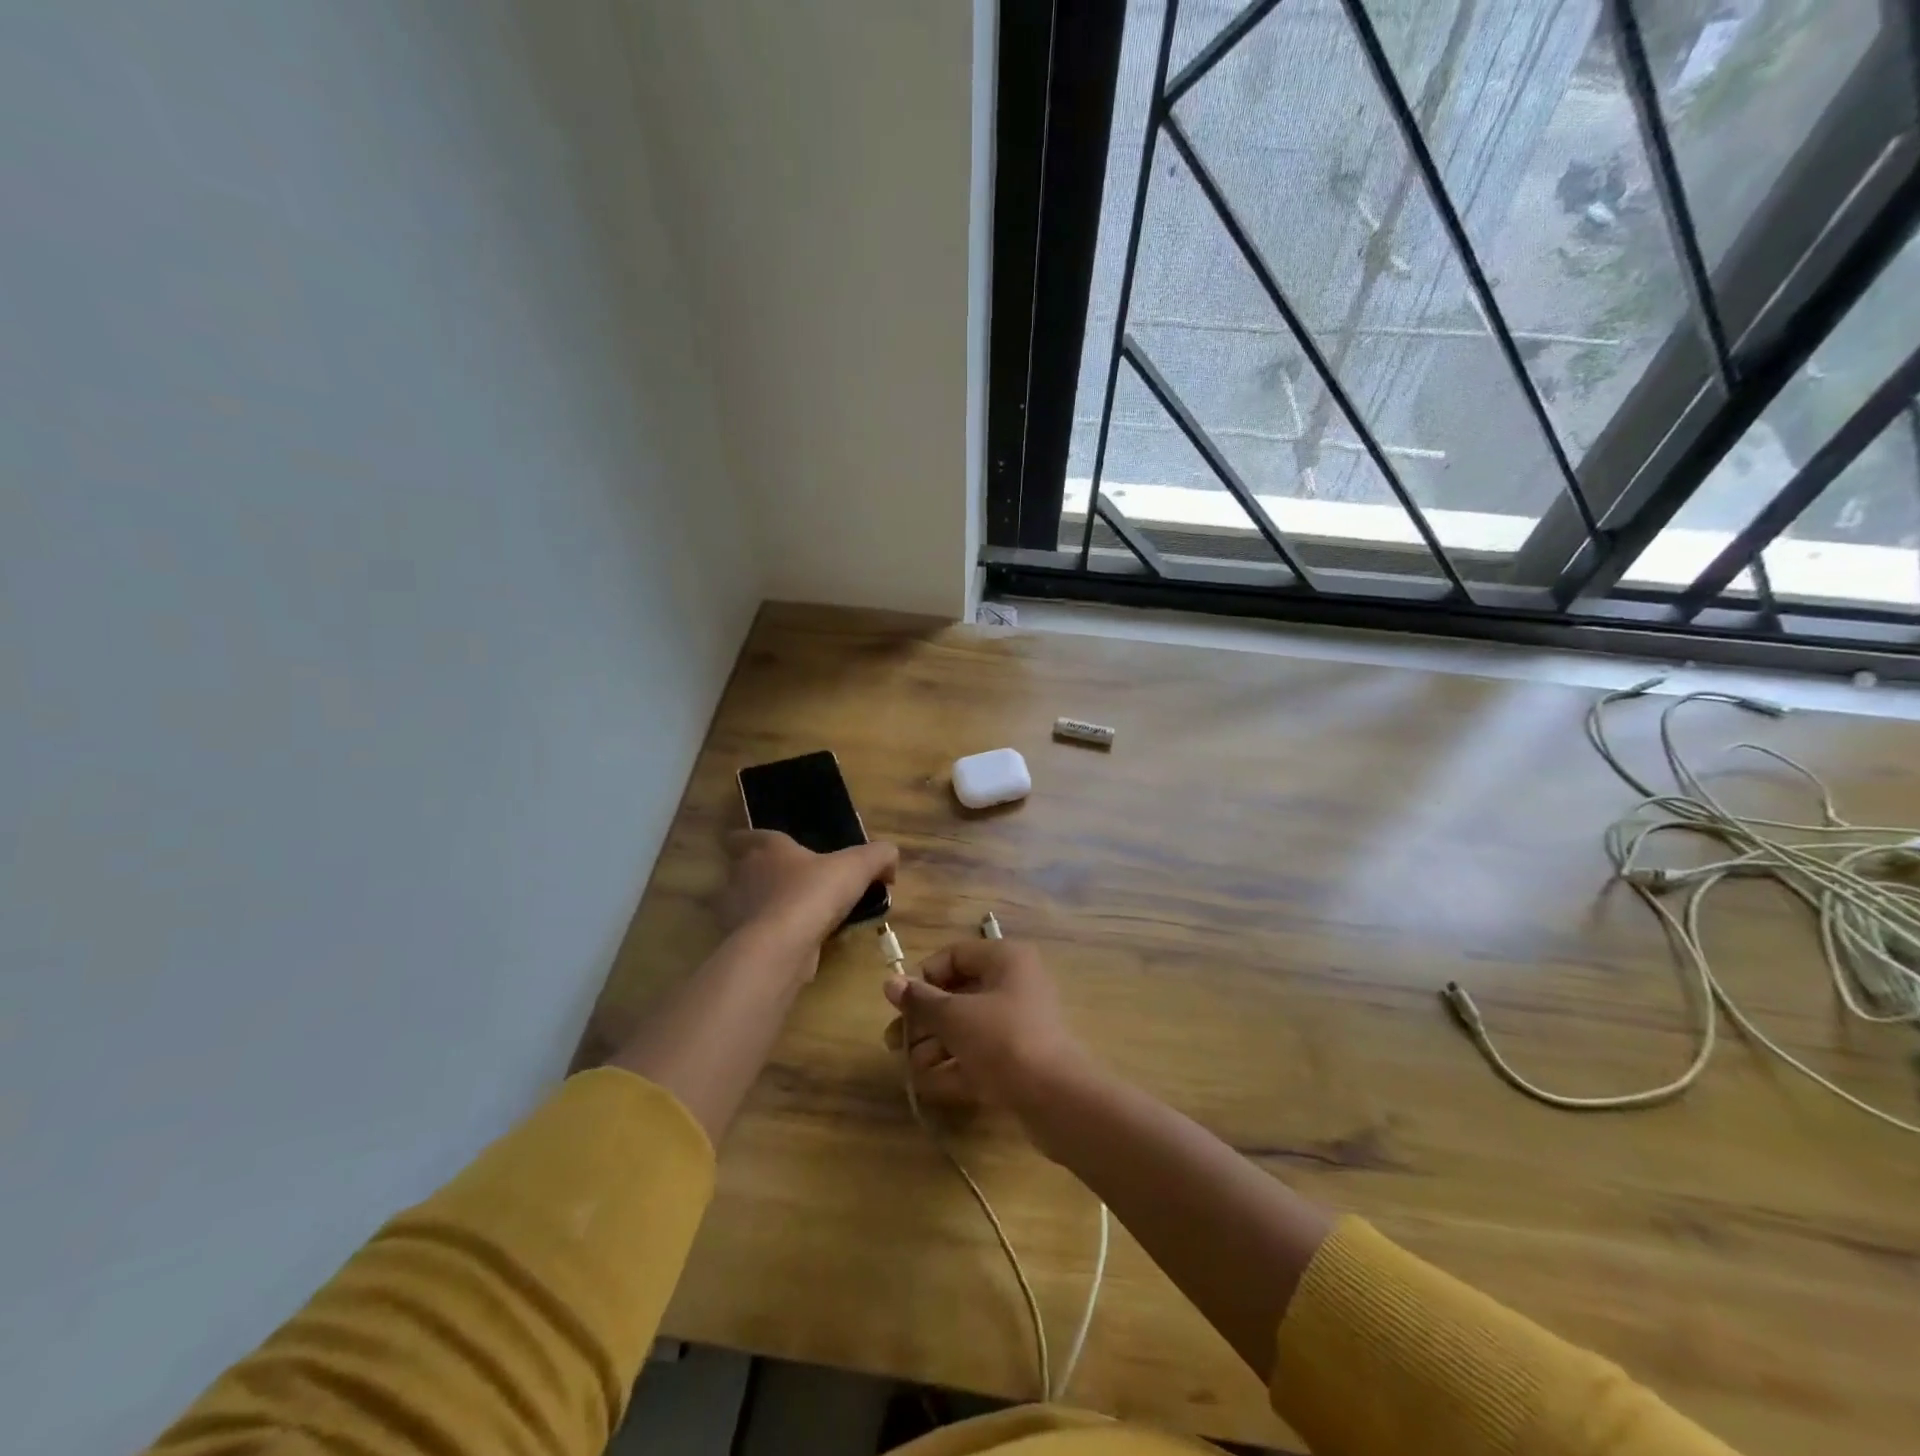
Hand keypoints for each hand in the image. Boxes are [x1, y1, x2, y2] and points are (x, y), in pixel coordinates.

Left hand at [719, 830, 897, 970]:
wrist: (780, 947)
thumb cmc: (813, 893)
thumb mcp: (858, 865)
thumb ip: (879, 855)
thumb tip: (890, 861)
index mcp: (765, 848)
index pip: (746, 836)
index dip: (758, 841)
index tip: (776, 850)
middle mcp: (742, 874)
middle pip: (748, 870)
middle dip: (770, 876)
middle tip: (801, 883)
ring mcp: (736, 911)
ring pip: (752, 904)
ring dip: (771, 908)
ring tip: (803, 916)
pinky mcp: (739, 943)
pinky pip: (757, 934)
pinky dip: (774, 936)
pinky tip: (798, 943)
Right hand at [882, 938, 1095, 1120]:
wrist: (1056, 1099)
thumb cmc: (1002, 1040)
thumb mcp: (954, 1016)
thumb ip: (921, 1001)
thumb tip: (890, 983)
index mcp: (1005, 961)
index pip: (955, 956)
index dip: (924, 977)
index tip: (900, 1003)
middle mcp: (1015, 986)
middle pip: (959, 995)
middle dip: (924, 1019)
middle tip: (894, 1041)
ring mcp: (1019, 1025)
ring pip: (968, 1028)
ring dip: (934, 1046)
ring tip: (907, 1067)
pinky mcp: (1020, 1061)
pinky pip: (980, 1056)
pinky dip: (954, 1067)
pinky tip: (926, 1085)